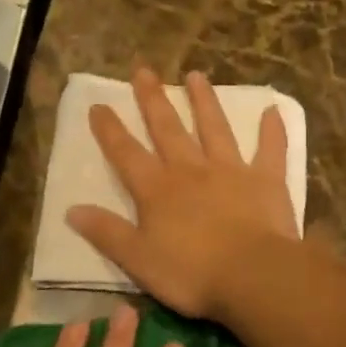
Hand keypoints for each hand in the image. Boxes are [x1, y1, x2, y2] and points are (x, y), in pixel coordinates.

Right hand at [66, 68, 297, 318]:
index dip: (110, 130)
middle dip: (153, 100)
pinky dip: (272, 130)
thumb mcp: (137, 259)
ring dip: (204, 101)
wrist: (251, 275)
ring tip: (196, 76)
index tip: (99, 105)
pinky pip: (270, 149)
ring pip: (215, 128)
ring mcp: (230, 171)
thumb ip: (107, 233)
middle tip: (144, 71)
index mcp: (157, 191)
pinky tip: (273, 108)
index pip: (127, 154)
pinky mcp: (266, 180)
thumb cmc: (191, 273)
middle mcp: (191, 170)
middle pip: (168, 129)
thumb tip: (72, 210)